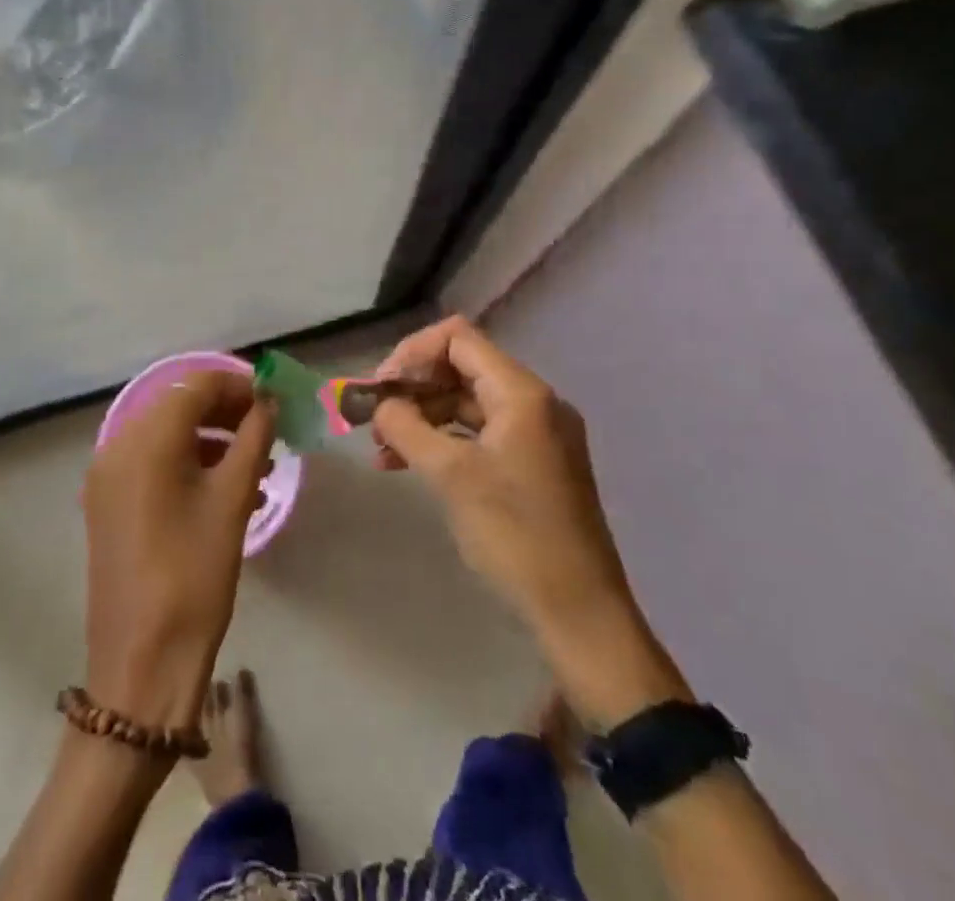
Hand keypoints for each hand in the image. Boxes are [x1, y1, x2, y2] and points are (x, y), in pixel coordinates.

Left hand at [82, 372, 273, 730]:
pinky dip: (190, 465)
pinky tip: (228, 492)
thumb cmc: (194, 575)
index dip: (239, 386)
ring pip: (167, 437)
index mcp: (144, 439)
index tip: (275, 401)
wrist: (142, 665)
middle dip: (227, 412)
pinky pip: (153, 465)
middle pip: (179, 407)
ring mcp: (108, 478)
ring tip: (257, 466)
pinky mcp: (109, 505)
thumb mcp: (232, 500)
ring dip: (212, 440)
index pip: (196, 385)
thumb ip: (253, 438)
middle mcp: (117, 447)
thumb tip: (268, 402)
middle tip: (270, 431)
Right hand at [371, 317, 689, 724]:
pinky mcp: (533, 463)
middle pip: (461, 369)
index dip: (412, 354)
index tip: (380, 388)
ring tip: (382, 450)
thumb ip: (407, 427)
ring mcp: (537, 434)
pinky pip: (480, 434)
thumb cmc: (515, 536)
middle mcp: (534, 402)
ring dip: (423, 418)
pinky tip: (408, 465)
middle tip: (374, 420)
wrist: (580, 614)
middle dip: (413, 389)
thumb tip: (380, 404)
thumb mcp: (451, 476)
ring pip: (467, 403)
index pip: (457, 339)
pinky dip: (444, 441)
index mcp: (522, 393)